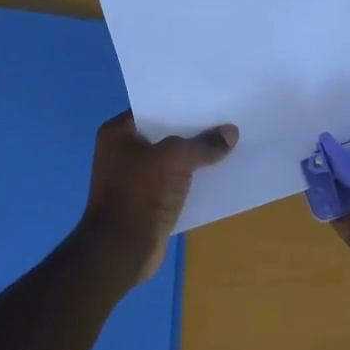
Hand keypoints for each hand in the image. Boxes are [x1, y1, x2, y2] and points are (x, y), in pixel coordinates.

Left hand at [77, 111, 237, 281]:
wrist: (121, 250)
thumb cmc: (140, 193)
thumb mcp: (175, 158)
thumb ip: (203, 144)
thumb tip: (231, 133)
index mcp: (118, 132)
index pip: (154, 107)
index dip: (181, 103)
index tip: (210, 99)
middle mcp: (122, 151)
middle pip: (165, 133)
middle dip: (193, 130)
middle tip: (226, 119)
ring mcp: (134, 178)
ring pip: (172, 159)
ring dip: (195, 156)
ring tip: (228, 144)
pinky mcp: (147, 201)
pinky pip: (175, 182)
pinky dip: (192, 179)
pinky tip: (217, 174)